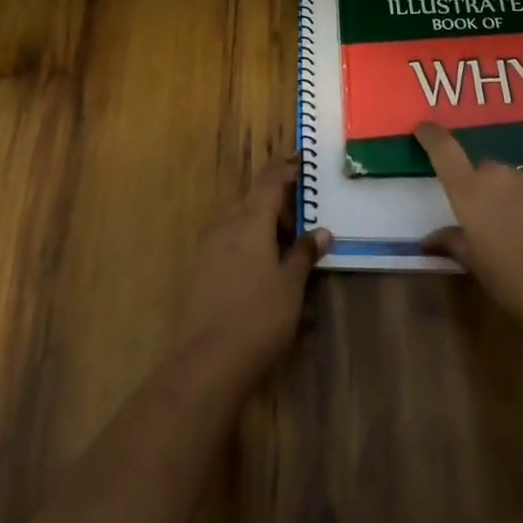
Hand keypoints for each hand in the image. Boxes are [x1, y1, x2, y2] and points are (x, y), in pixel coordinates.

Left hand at [177, 157, 330, 385]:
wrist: (207, 361)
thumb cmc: (259, 316)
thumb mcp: (291, 284)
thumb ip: (305, 253)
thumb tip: (322, 231)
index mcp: (251, 220)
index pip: (270, 181)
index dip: (286, 169)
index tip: (302, 161)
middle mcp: (226, 226)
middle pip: (254, 201)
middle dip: (278, 204)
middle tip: (303, 218)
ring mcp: (209, 249)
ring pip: (240, 224)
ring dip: (263, 228)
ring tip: (286, 249)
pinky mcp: (200, 272)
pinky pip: (229, 245)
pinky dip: (248, 247)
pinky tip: (262, 273)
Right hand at [417, 123, 522, 339]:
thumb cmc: (517, 286)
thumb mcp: (478, 269)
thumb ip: (453, 243)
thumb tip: (429, 238)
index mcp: (471, 192)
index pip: (444, 150)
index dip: (432, 136)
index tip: (424, 128)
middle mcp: (503, 175)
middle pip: (486, 172)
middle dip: (486, 191)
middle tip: (493, 223)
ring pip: (520, 182)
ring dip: (518, 200)